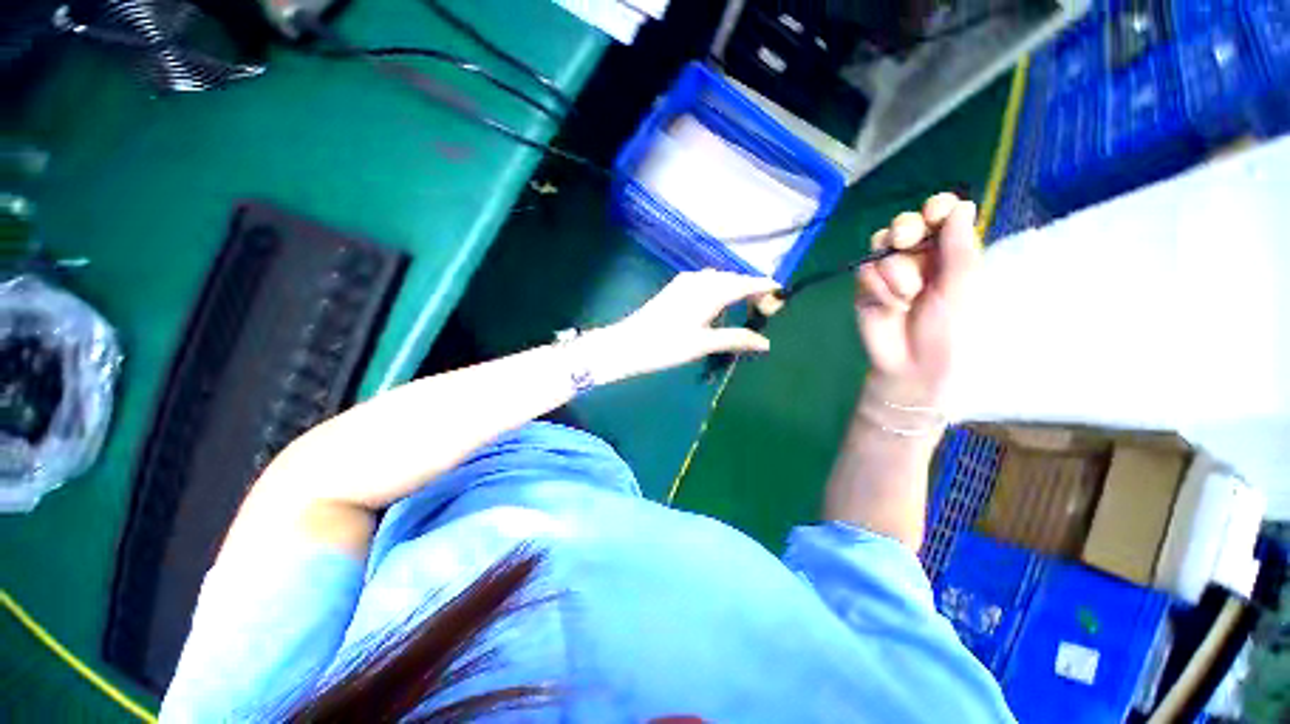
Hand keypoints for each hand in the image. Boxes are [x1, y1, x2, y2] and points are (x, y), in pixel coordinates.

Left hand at [585, 269, 778, 382]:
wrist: (628, 344)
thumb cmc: (666, 345)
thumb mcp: (703, 344)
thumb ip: (736, 339)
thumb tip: (765, 343)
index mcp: (710, 292)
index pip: (745, 284)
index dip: (764, 286)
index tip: (781, 293)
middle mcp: (700, 280)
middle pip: (733, 279)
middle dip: (751, 289)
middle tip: (764, 309)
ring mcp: (685, 282)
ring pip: (719, 279)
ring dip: (734, 288)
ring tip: (745, 307)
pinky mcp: (676, 287)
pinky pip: (706, 281)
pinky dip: (719, 289)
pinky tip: (718, 304)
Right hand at [855, 194, 979, 406]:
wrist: (913, 364)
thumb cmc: (950, 328)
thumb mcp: (962, 286)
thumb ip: (959, 246)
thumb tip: (961, 204)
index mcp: (949, 252)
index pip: (941, 216)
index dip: (936, 208)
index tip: (934, 212)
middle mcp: (919, 257)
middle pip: (905, 223)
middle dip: (905, 229)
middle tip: (906, 241)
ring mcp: (889, 272)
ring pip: (881, 246)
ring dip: (895, 270)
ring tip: (907, 296)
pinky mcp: (866, 287)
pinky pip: (865, 271)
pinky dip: (878, 287)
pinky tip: (891, 306)